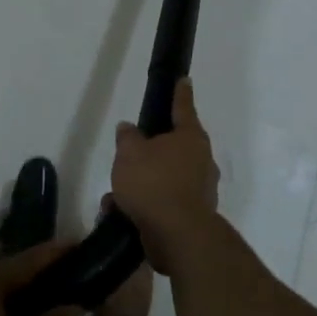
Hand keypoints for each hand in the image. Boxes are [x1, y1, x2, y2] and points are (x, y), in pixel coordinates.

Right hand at [110, 78, 220, 275]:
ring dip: (142, 185)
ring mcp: (200, 190)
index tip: (184, 80)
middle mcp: (201, 161)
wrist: (177, 236)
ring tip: (115, 196)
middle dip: (150, 152)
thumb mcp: (129, 153)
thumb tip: (129, 129)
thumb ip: (127, 138)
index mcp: (190, 138)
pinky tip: (121, 215)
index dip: (180, 93)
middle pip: (174, 147)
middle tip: (130, 155)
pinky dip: (145, 206)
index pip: (183, 107)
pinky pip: (164, 203)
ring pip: (165, 178)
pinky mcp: (193, 217)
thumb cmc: (154, 183)